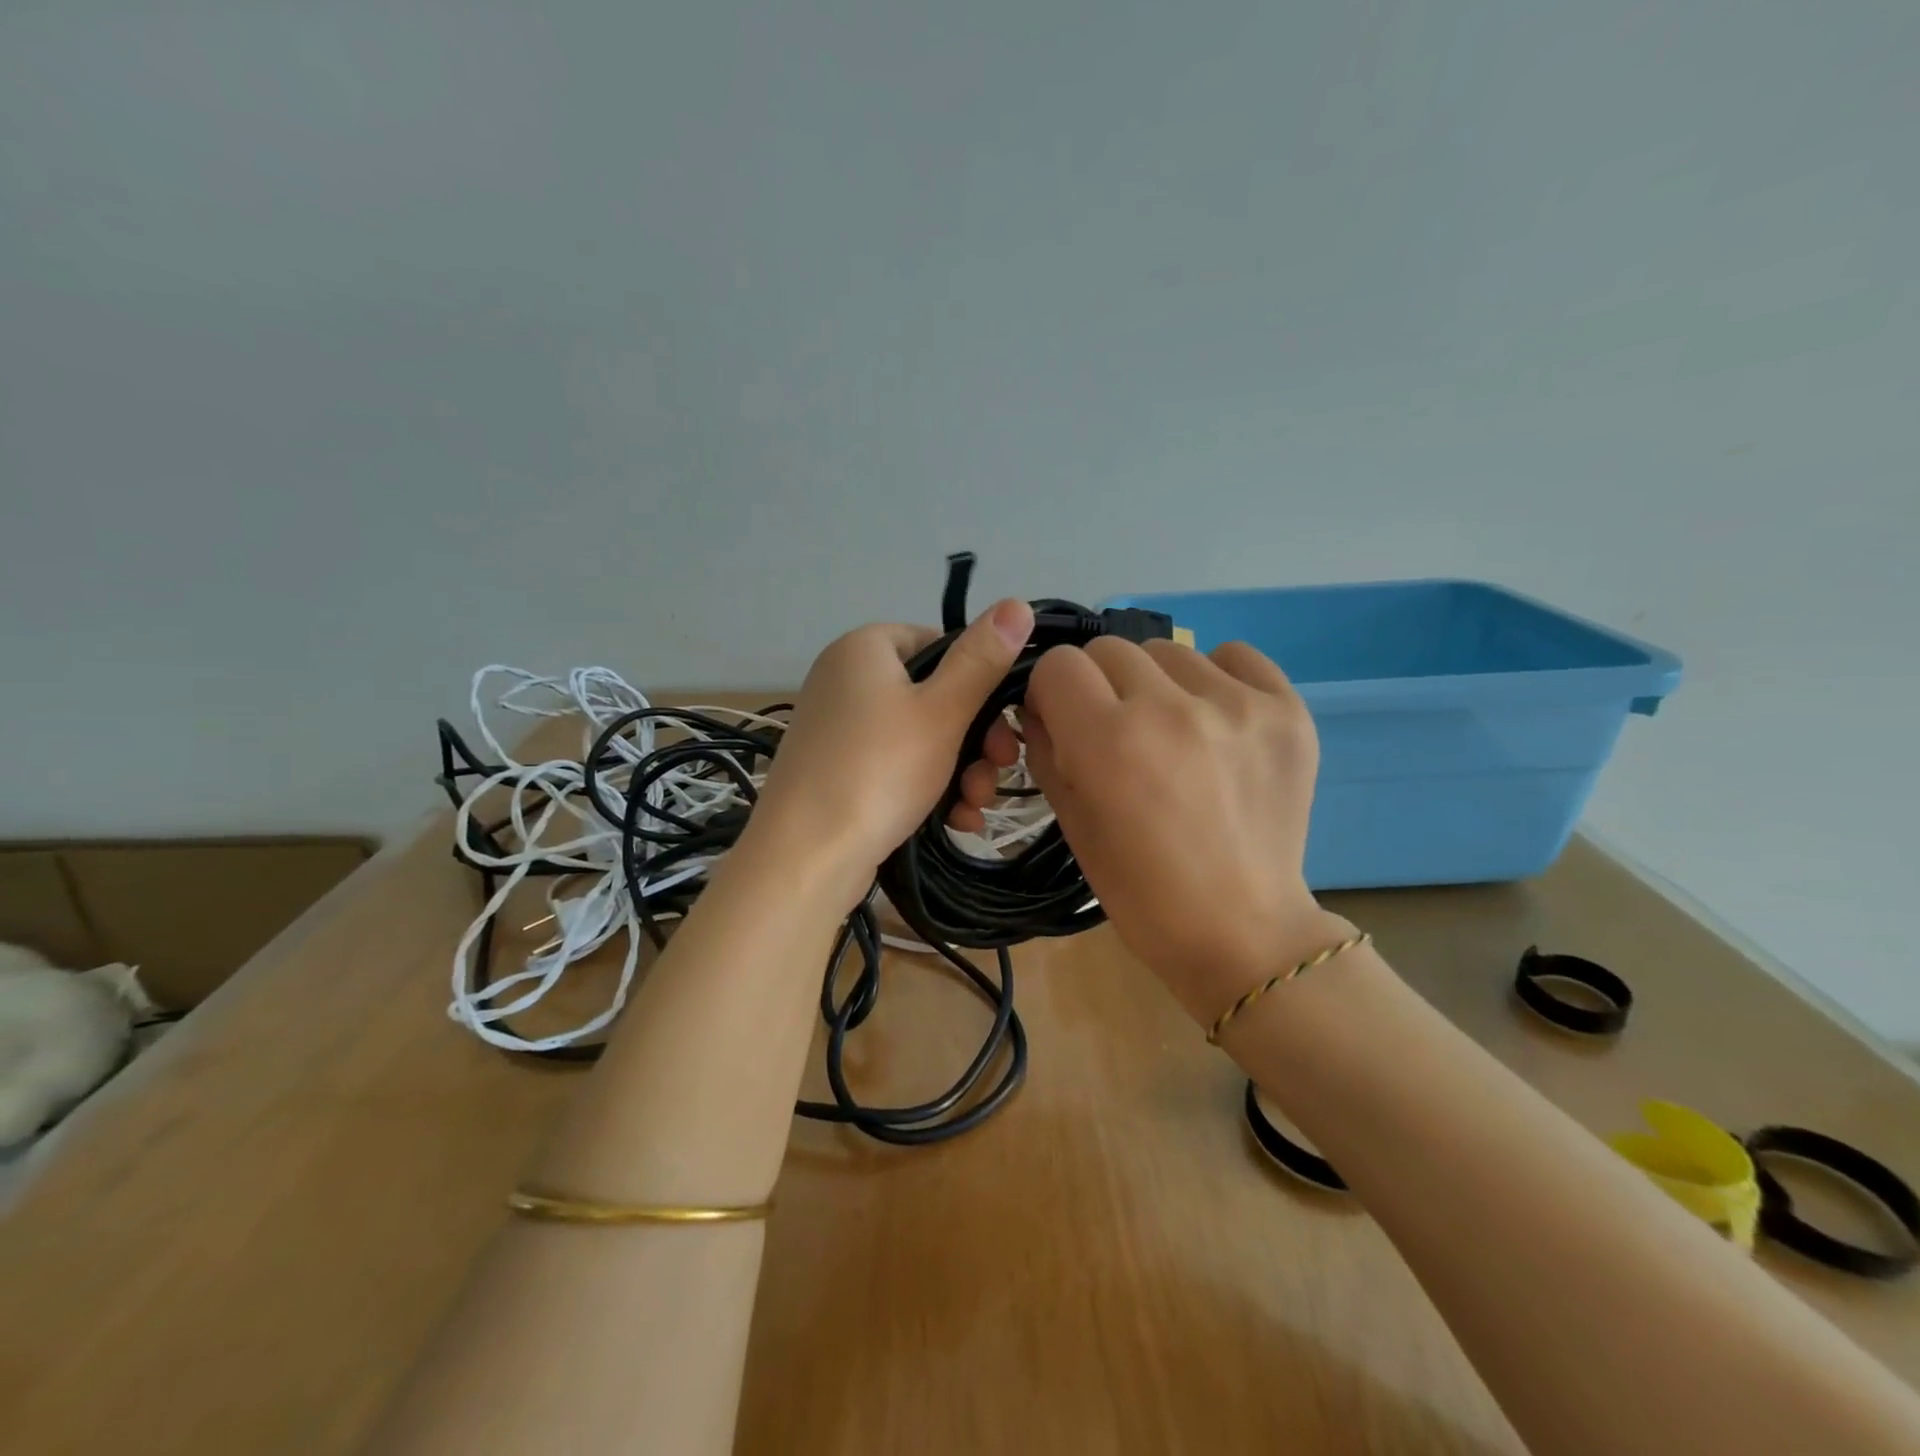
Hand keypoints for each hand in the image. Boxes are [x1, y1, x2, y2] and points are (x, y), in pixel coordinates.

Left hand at [747, 599, 1033, 902]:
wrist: (807, 857)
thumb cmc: (880, 770)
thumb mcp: (943, 711)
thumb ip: (982, 659)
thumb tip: (1017, 603)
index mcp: (863, 649)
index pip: (937, 642)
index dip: (977, 678)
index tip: (1003, 718)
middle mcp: (845, 680)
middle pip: (933, 695)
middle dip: (976, 737)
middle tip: (1001, 767)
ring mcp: (839, 728)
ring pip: (920, 737)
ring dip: (961, 769)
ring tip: (976, 805)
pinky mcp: (838, 771)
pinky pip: (895, 766)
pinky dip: (929, 787)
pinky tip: (958, 820)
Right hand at [1015, 637, 1349, 1025]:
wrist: (1241, 930)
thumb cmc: (1141, 892)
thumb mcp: (1071, 823)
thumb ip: (1045, 748)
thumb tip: (1042, 704)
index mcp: (1107, 742)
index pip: (1058, 665)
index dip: (1052, 692)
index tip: (1064, 719)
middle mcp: (1169, 709)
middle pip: (1110, 649)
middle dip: (1099, 685)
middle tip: (1117, 731)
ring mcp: (1236, 705)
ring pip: (1168, 650)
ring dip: (1156, 683)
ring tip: (1172, 731)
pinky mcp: (1286, 710)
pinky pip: (1234, 655)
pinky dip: (1215, 678)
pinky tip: (1216, 721)